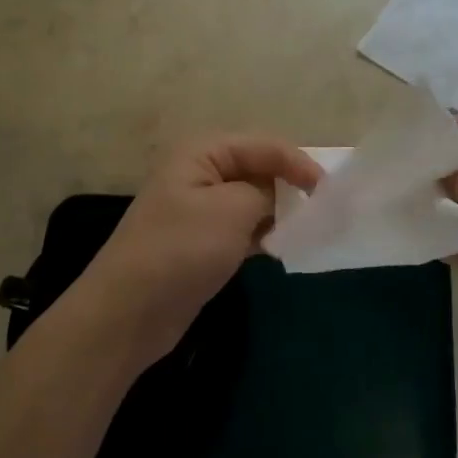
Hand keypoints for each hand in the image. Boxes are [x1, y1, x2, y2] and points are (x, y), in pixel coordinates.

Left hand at [78, 136, 322, 370]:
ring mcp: (200, 209)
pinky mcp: (203, 242)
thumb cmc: (181, 249)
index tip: (328, 192)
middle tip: (325, 209)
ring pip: (253, 200)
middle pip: (259, 169)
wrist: (128, 312)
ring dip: (280, 212)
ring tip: (312, 228)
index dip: (299, 163)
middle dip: (291, 186)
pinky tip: (284, 247)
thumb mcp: (233, 210)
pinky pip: (244, 228)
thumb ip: (267, 192)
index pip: (264, 146)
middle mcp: (200, 172)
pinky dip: (265, 234)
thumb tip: (281, 195)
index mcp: (202, 152)